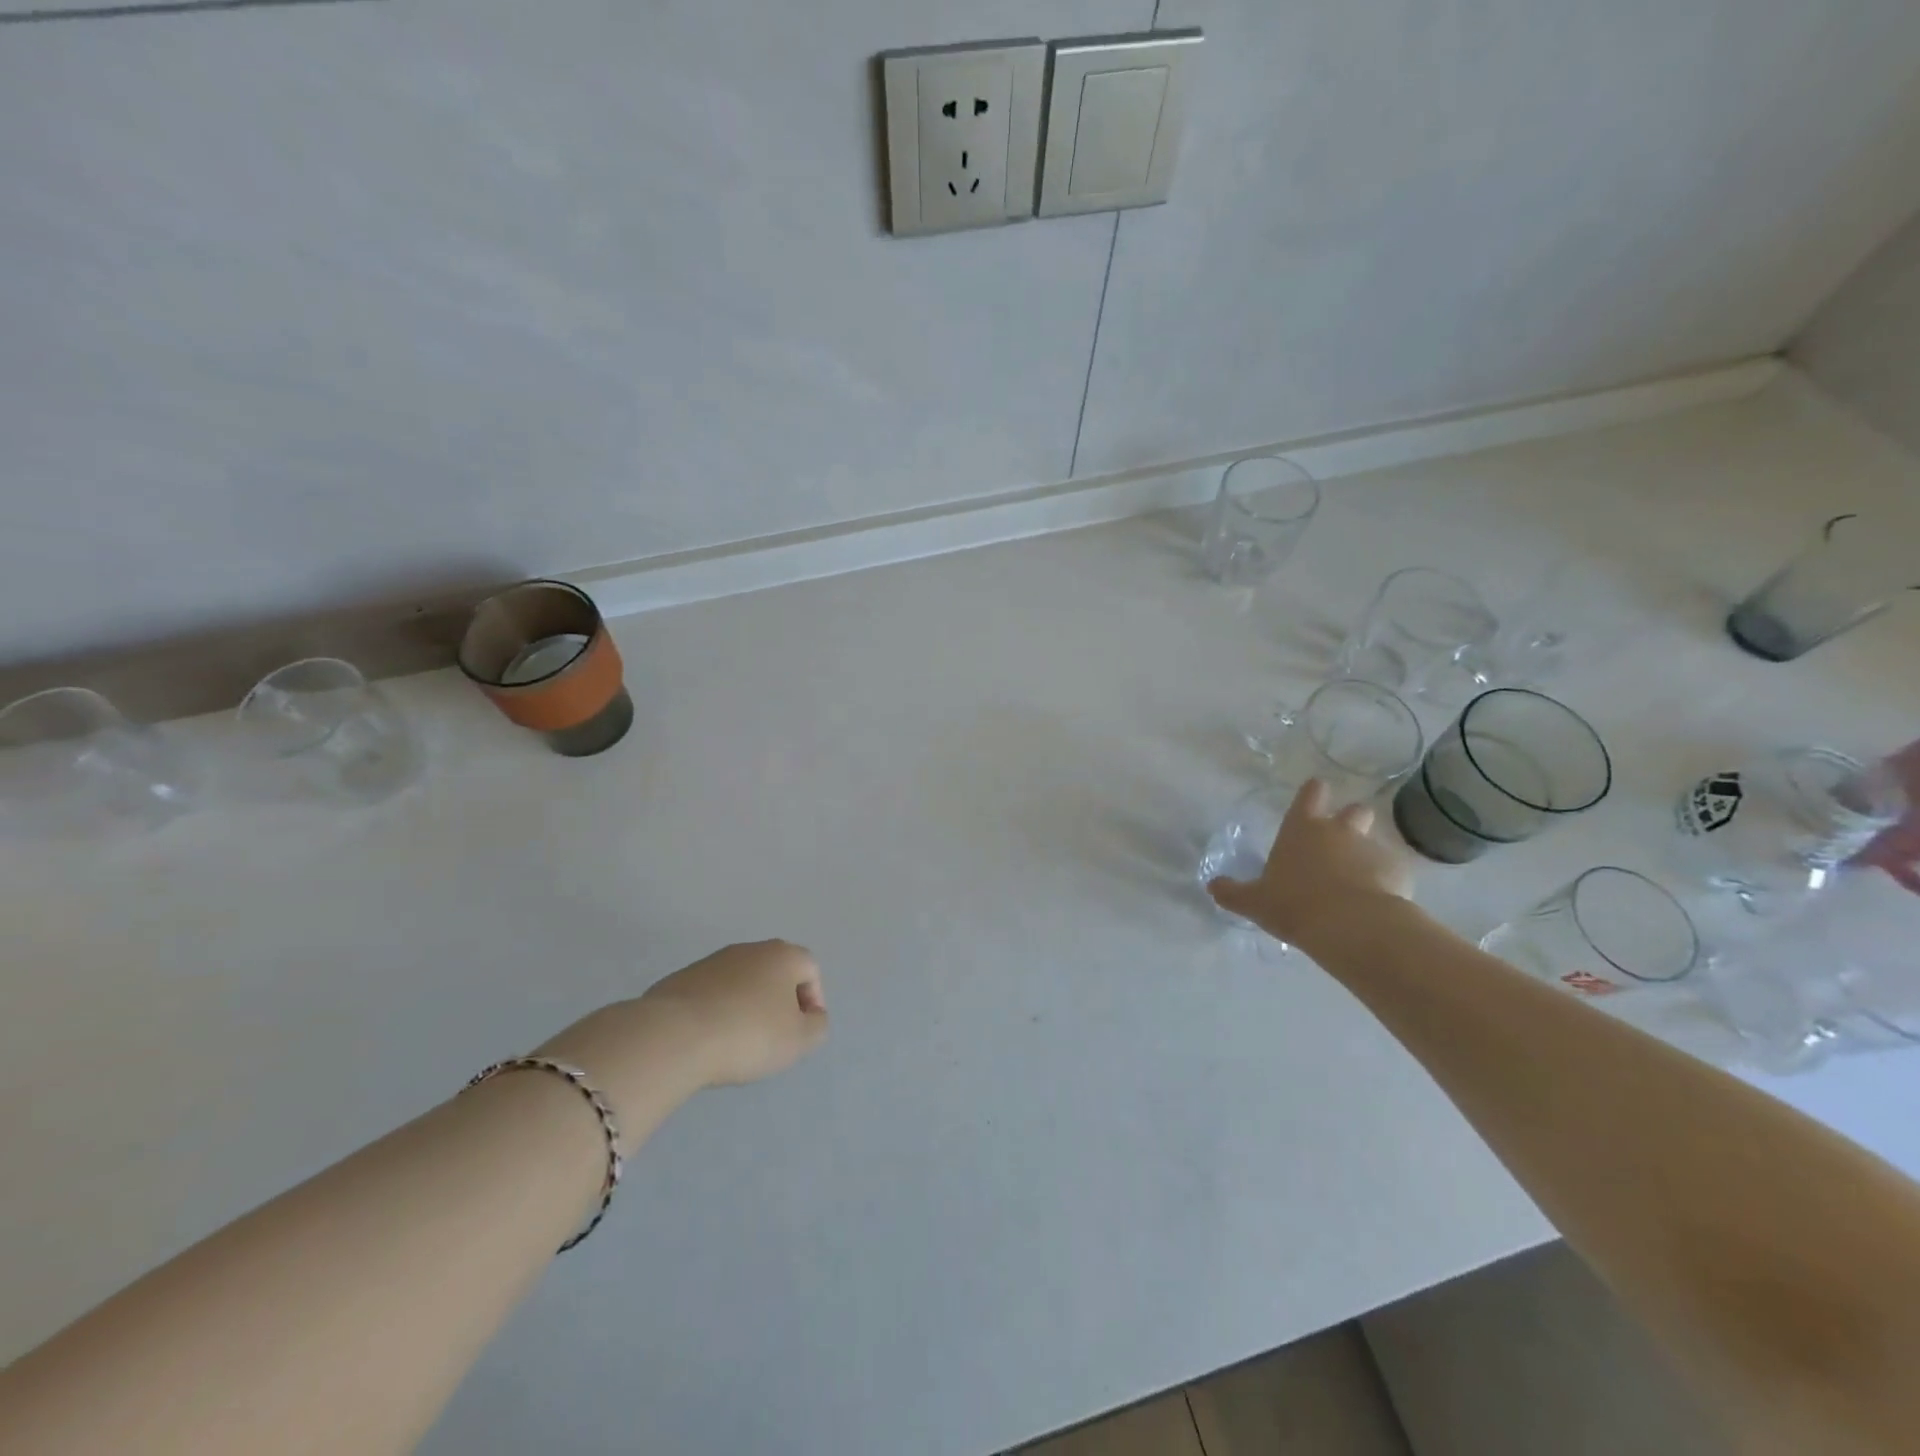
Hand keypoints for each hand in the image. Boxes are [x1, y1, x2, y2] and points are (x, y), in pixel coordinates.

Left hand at [534, 942, 827, 1141]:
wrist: (673, 1036)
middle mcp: (750, 949)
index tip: (801, 1032)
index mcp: (783, 955)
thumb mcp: (799, 1040)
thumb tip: (811, 1016)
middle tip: (773, 1038)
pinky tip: (709, 1041)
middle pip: (775, 973)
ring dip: (746, 1007)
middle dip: (778, 1003)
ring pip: (741, 983)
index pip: (810, 970)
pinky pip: (711, 995)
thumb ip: (817, 1026)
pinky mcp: (681, 979)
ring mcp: (712, 961)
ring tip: (737, 1043)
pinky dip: (717, 1013)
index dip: (813, 1001)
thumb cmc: (748, 1035)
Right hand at [1208, 779, 1412, 951]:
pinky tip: (1380, 904)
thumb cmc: (1294, 904)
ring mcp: (1373, 849)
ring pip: (1376, 841)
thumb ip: (1232, 892)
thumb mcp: (1254, 902)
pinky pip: (1395, 872)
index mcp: (1302, 829)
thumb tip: (1211, 886)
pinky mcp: (1400, 873)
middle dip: (1352, 821)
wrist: (1352, 927)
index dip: (1314, 793)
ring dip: (1370, 854)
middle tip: (1341, 845)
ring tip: (1361, 880)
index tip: (1315, 797)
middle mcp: (1340, 831)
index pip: (1312, 793)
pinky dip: (1388, 882)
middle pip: (1355, 810)